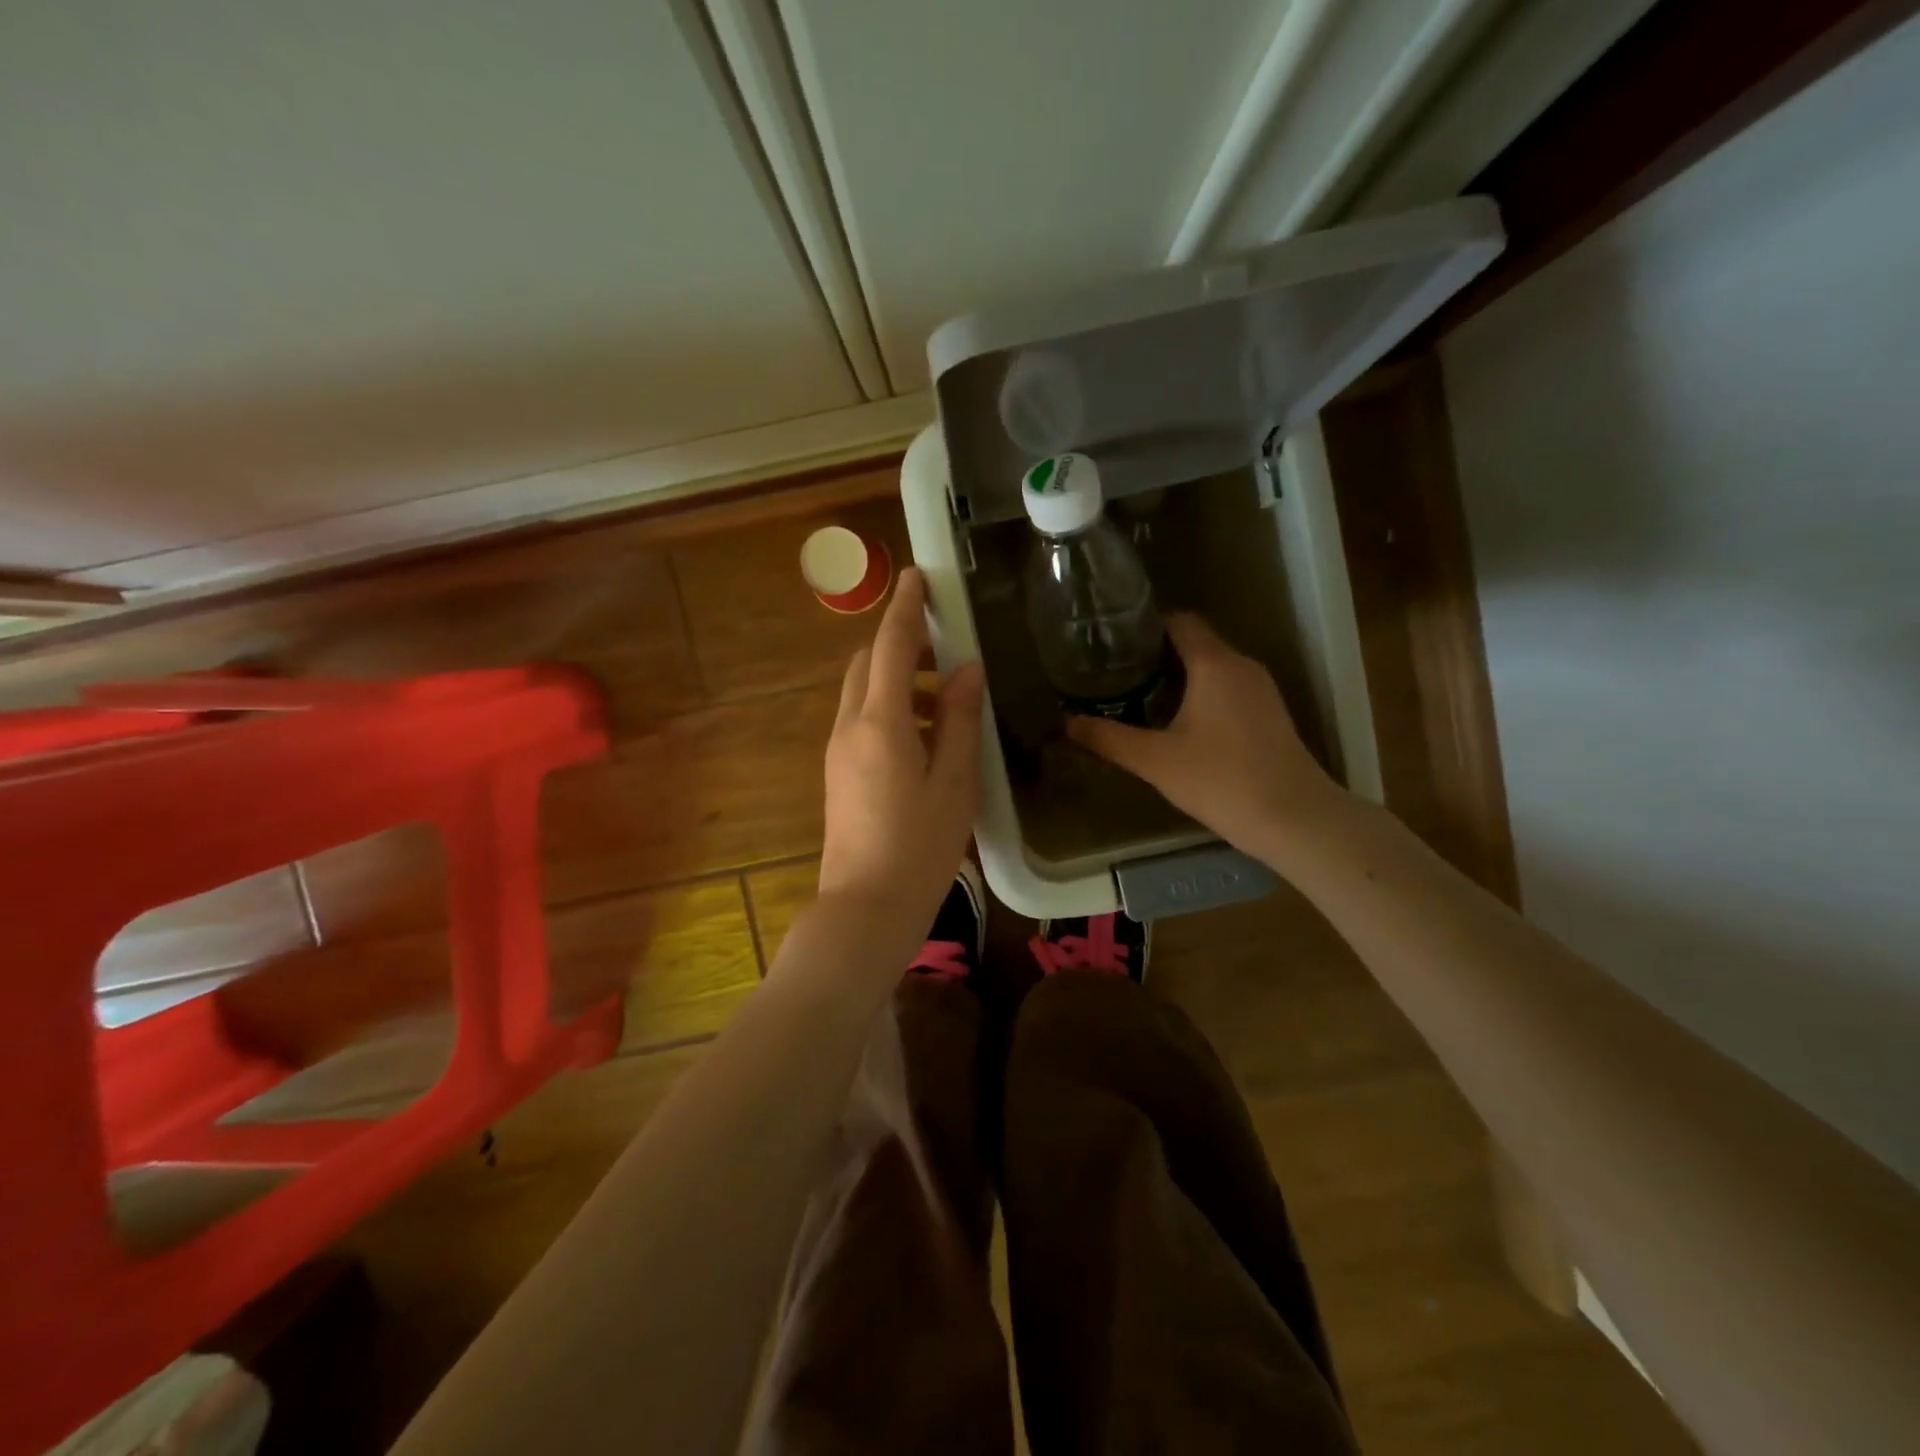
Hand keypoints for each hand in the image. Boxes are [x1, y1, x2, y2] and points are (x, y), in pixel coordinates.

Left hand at [819, 568, 983, 932]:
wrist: (866, 906)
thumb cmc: (920, 847)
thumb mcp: (954, 782)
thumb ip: (958, 720)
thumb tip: (966, 670)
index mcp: (880, 722)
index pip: (892, 646)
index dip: (907, 608)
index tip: (919, 577)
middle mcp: (850, 726)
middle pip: (869, 664)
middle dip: (903, 646)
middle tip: (947, 652)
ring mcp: (838, 750)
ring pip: (864, 692)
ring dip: (899, 681)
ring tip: (947, 704)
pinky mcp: (838, 772)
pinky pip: (861, 721)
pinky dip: (891, 710)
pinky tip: (926, 740)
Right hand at [1067, 614, 1347, 864]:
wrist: (1294, 819)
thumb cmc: (1221, 780)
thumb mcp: (1155, 761)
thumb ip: (1108, 738)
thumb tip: (1067, 723)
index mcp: (1215, 664)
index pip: (1180, 622)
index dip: (1147, 626)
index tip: (1114, 642)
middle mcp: (1242, 666)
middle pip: (1196, 643)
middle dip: (1156, 654)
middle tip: (1117, 673)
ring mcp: (1262, 691)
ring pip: (1214, 667)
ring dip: (1180, 676)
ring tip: (1140, 696)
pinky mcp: (1270, 715)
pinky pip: (1229, 689)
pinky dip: (1201, 694)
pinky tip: (1179, 724)